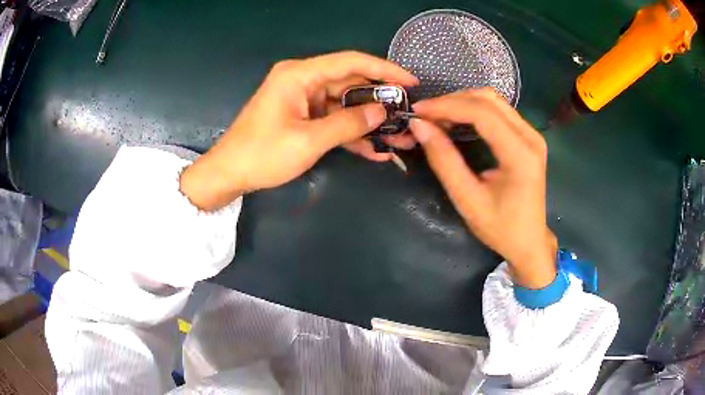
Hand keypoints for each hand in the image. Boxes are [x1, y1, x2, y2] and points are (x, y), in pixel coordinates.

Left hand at [180, 51, 417, 210]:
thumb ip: (348, 124)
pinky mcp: (303, 116)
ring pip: (345, 104)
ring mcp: (303, 98)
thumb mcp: (308, 141)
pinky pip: (333, 119)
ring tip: (399, 138)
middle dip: (380, 101)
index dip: (384, 69)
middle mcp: (303, 79)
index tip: (411, 82)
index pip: (351, 62)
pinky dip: (351, 133)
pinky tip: (375, 150)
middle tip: (408, 116)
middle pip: (351, 83)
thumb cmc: (262, 154)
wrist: (229, 173)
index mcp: (300, 74)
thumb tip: (382, 112)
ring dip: (369, 122)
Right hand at [410, 88, 556, 288]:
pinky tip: (456, 120)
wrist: (529, 242)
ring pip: (493, 101)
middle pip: (488, 99)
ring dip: (462, 102)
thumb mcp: (467, 199)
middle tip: (425, 115)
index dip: (447, 106)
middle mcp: (530, 137)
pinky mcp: (527, 137)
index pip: (482, 113)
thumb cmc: (500, 228)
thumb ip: (444, 160)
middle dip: (452, 101)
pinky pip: (498, 111)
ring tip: (437, 117)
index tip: (418, 111)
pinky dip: (473, 110)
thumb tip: (419, 125)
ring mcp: (532, 134)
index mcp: (521, 154)